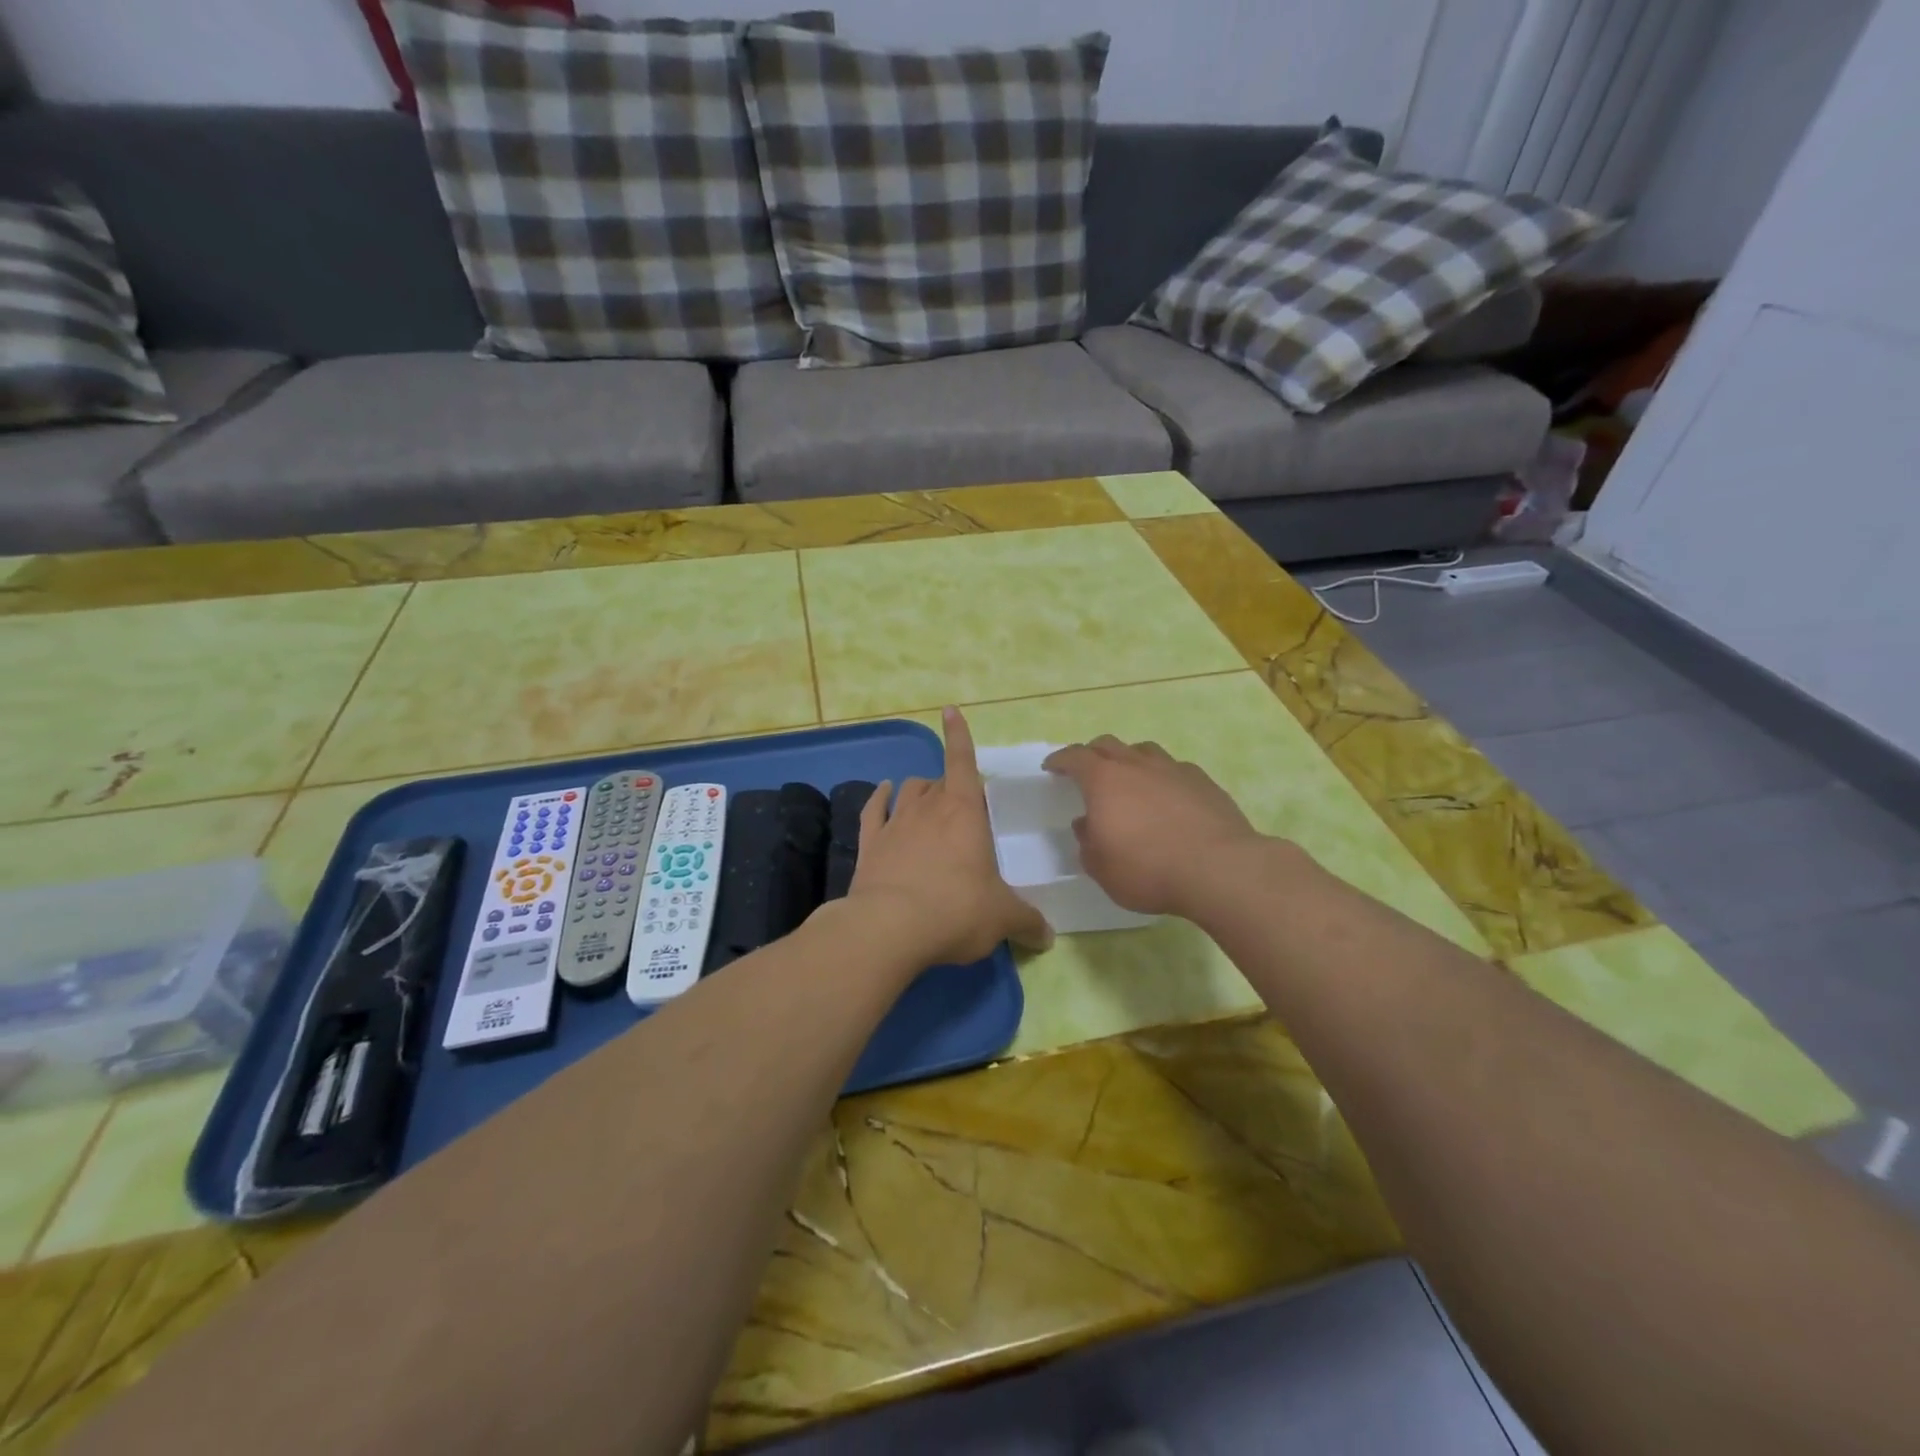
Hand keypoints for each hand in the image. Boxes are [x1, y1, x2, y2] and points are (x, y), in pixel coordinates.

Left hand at [844, 706, 1052, 965]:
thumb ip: (1027, 922)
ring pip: (908, 790)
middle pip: (939, 781)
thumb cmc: (956, 910)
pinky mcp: (869, 844)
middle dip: (950, 786)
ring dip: (919, 790)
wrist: (889, 928)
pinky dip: (879, 798)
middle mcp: (928, 808)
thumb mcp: (1002, 918)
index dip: (959, 736)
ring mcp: (894, 823)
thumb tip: (1049, 937)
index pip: (963, 762)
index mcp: (964, 813)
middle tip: (963, 809)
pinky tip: (883, 793)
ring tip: (927, 800)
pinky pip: (874, 810)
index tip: (950, 710)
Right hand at [1043, 736, 1263, 917]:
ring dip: (1129, 759)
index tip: (1051, 767)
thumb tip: (1087, 824)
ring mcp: (1173, 769)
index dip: (1060, 760)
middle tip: (1086, 769)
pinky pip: (1174, 768)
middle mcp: (1136, 765)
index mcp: (1104, 781)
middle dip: (1092, 753)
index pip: (1075, 757)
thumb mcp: (1102, 868)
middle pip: (1108, 744)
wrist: (1218, 869)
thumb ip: (1088, 843)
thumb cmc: (1148, 870)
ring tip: (1128, 777)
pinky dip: (1162, 776)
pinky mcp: (1203, 781)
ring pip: (1144, 750)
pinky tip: (1167, 794)